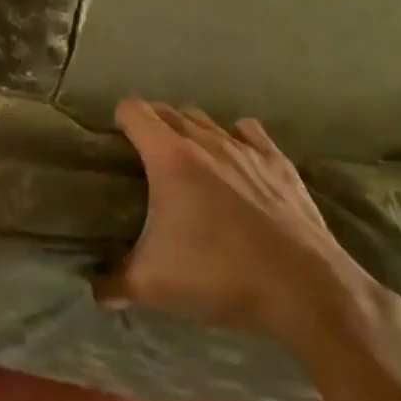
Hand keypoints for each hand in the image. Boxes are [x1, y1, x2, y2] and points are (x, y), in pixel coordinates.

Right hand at [97, 99, 386, 353]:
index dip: (119, 121)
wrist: (306, 290)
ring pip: (207, 120)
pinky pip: (250, 133)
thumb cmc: (220, 276)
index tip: (115, 144)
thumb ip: (114, 282)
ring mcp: (247, 149)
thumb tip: (94, 288)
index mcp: (169, 157)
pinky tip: (235, 161)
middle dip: (151, 126)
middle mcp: (206, 140)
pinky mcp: (280, 164)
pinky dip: (236, 138)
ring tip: (186, 162)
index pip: (133, 111)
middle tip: (144, 159)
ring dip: (190, 131)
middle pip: (168, 111)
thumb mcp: (154, 286)